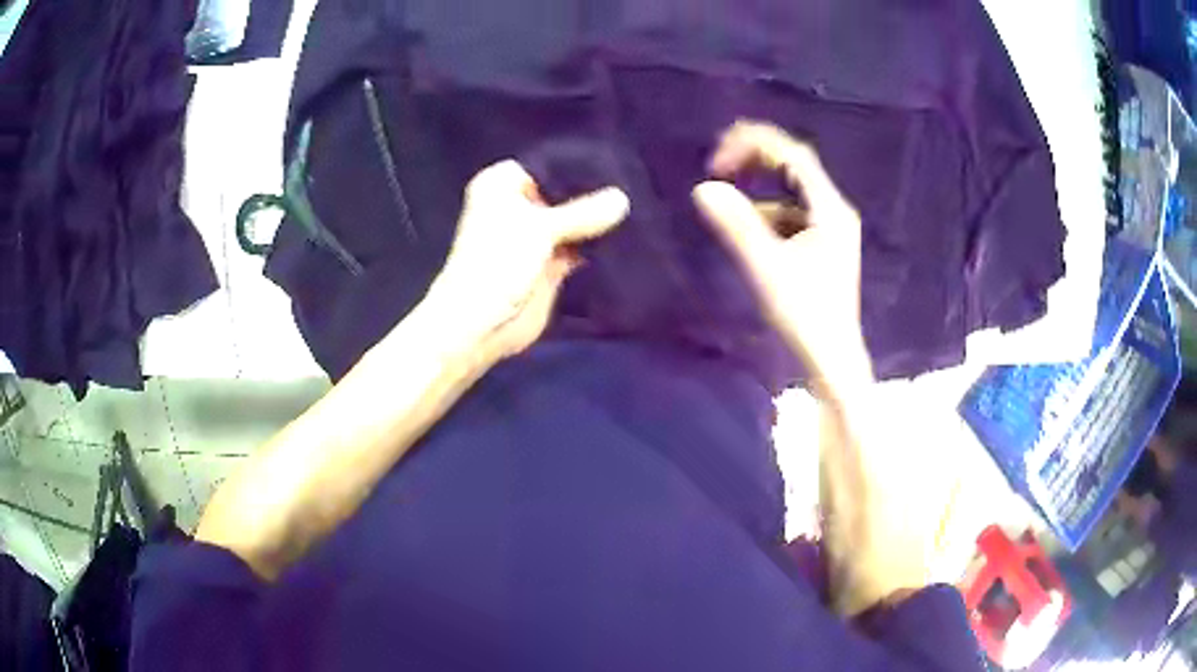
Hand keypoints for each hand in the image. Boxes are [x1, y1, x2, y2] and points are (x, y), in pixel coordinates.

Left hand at [427, 160, 629, 362]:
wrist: (481, 325)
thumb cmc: (498, 263)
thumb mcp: (541, 228)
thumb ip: (583, 212)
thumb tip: (623, 199)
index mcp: (503, 185)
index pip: (550, 165)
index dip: (580, 166)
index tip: (619, 163)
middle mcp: (519, 205)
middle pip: (565, 194)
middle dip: (594, 195)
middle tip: (637, 186)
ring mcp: (535, 236)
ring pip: (574, 222)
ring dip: (598, 223)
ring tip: (639, 210)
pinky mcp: (550, 264)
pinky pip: (580, 248)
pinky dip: (598, 247)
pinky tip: (629, 239)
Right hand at [693, 121, 871, 394]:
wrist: (832, 360)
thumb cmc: (804, 314)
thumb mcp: (765, 267)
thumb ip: (735, 225)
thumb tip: (702, 188)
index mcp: (829, 208)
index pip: (792, 155)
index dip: (753, 146)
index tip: (716, 162)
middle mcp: (834, 210)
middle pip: (794, 166)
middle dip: (755, 160)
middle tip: (717, 165)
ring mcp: (831, 228)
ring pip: (791, 191)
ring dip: (758, 186)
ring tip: (726, 194)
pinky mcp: (823, 246)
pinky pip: (792, 214)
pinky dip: (767, 212)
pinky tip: (748, 230)